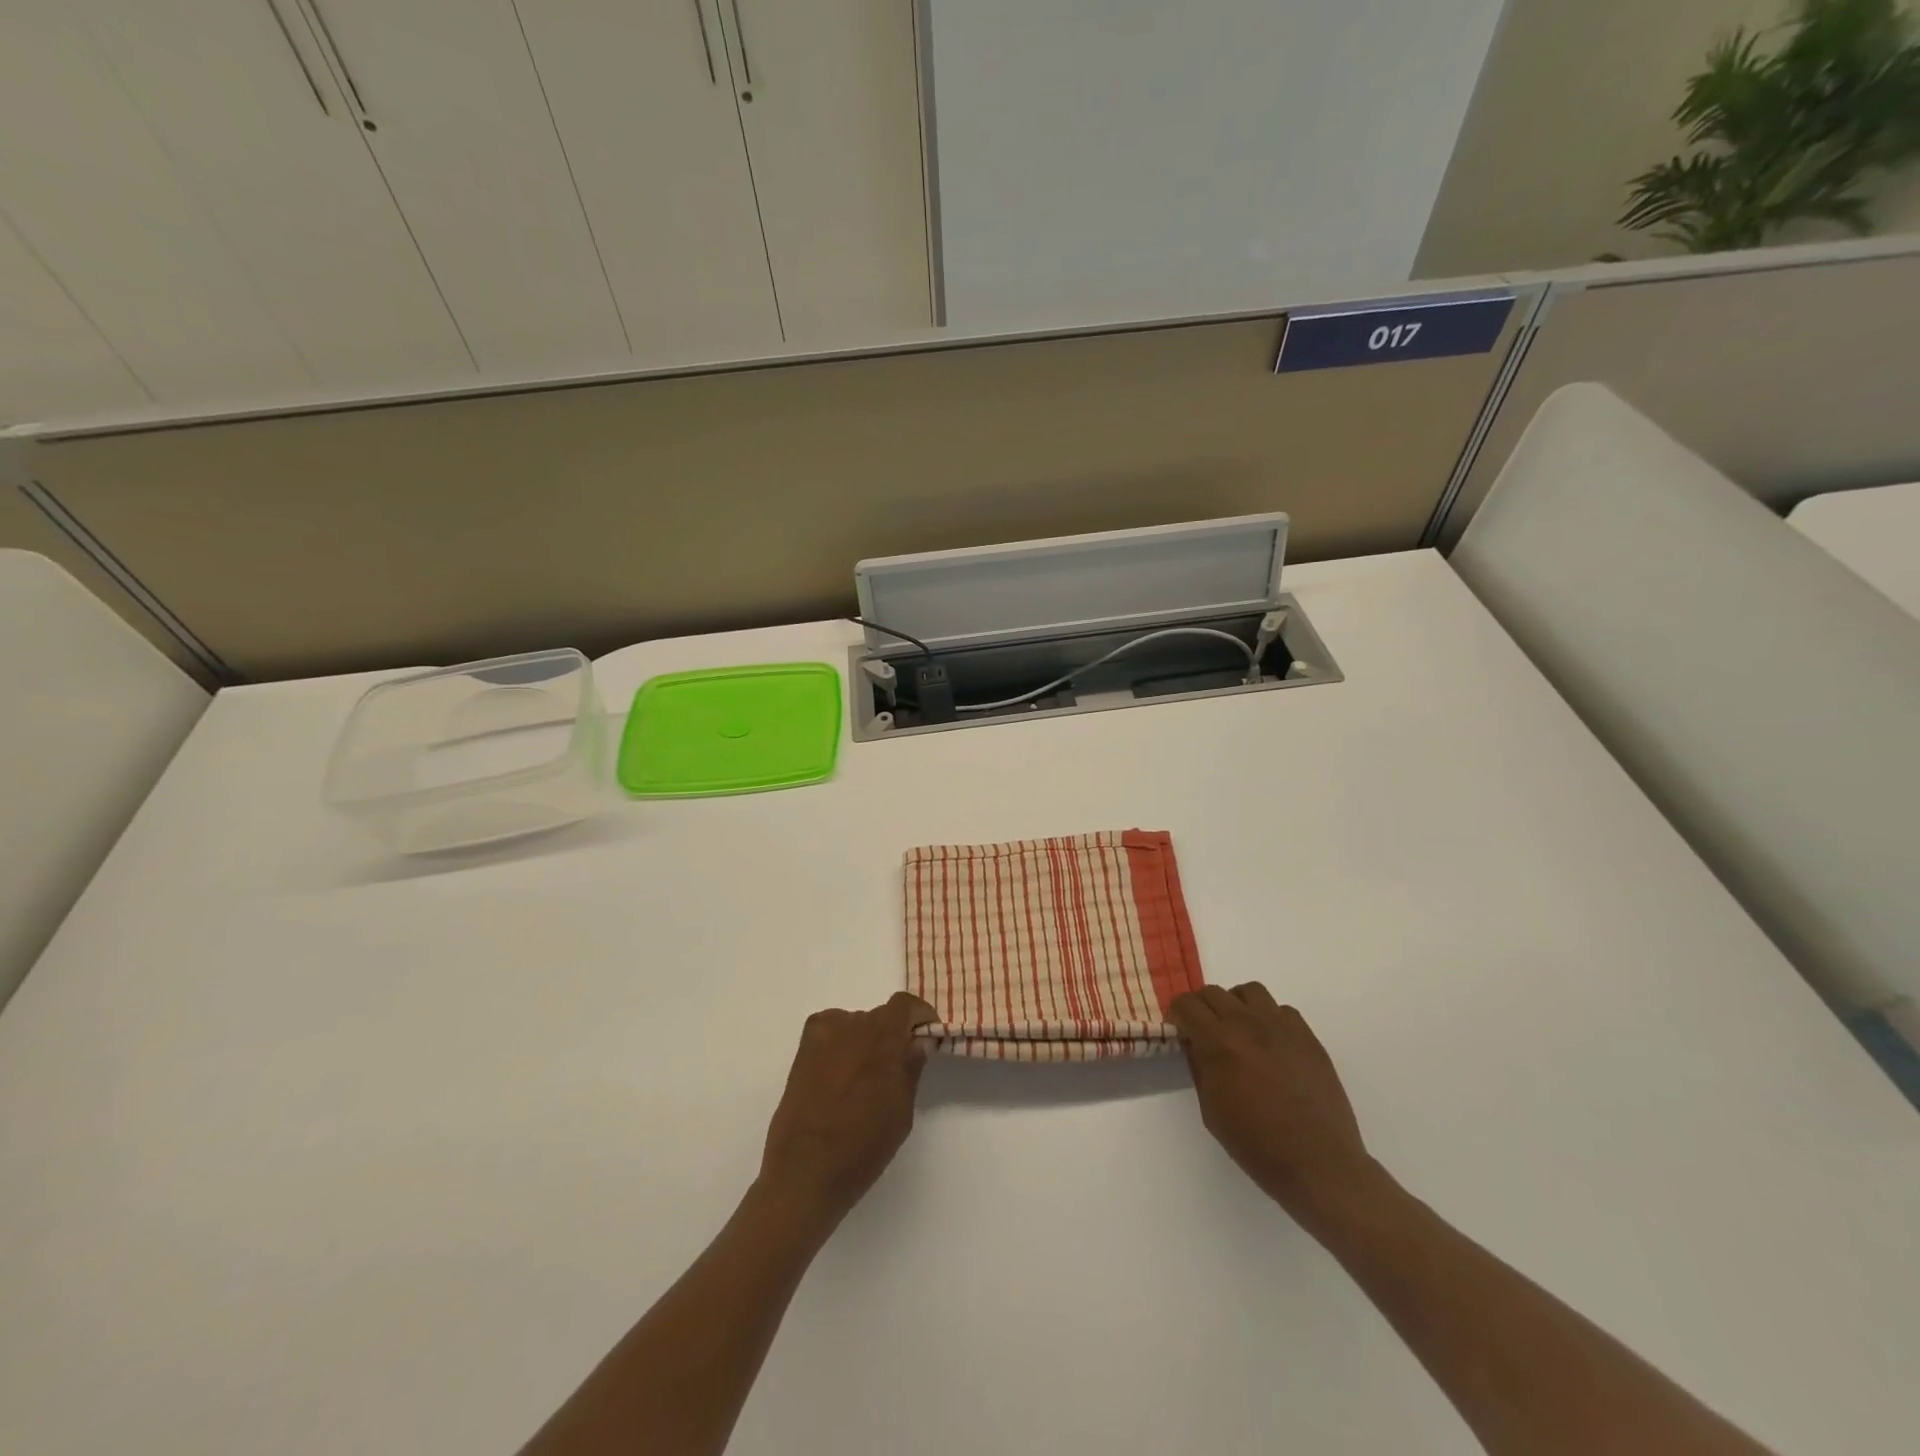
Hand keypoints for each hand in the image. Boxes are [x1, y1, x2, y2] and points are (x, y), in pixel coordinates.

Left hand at [758, 992, 936, 1234]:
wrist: (805, 1172)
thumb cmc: (862, 1147)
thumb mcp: (901, 1111)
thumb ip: (911, 1068)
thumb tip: (919, 1041)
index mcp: (882, 1038)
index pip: (905, 1004)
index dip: (920, 1015)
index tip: (927, 1036)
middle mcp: (852, 1025)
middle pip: (880, 1016)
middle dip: (893, 1034)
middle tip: (897, 1066)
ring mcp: (823, 1035)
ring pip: (855, 1024)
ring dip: (866, 1040)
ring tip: (865, 1077)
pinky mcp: (803, 1050)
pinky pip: (830, 1031)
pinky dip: (841, 1042)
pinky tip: (841, 1072)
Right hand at [1169, 984, 1374, 1222]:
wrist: (1319, 1164)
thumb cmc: (1257, 1145)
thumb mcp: (1211, 1110)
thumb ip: (1199, 1067)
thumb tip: (1194, 1042)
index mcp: (1219, 1042)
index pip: (1187, 1004)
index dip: (1177, 1014)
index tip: (1179, 1029)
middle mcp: (1248, 1023)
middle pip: (1214, 992)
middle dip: (1202, 1007)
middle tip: (1203, 1031)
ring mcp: (1282, 1026)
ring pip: (1249, 991)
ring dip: (1236, 1005)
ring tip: (1238, 1030)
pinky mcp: (1308, 1036)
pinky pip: (1281, 1010)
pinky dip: (1268, 1018)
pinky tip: (1270, 1044)